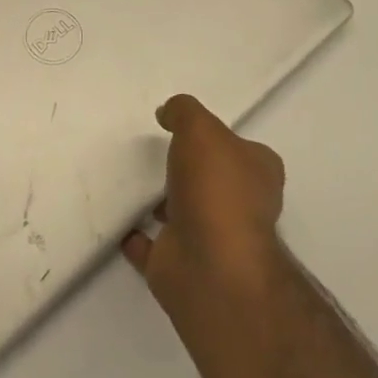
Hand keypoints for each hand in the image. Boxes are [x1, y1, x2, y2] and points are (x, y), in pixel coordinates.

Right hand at [122, 94, 285, 314]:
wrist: (210, 265)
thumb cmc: (215, 187)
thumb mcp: (200, 128)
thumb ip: (184, 112)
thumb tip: (168, 112)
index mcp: (258, 173)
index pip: (243, 150)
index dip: (221, 140)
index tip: (190, 132)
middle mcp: (241, 207)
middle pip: (214, 182)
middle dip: (191, 172)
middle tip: (158, 154)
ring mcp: (211, 239)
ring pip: (184, 213)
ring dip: (163, 203)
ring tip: (133, 183)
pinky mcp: (181, 265)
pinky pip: (153, 246)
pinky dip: (138, 238)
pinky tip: (120, 223)